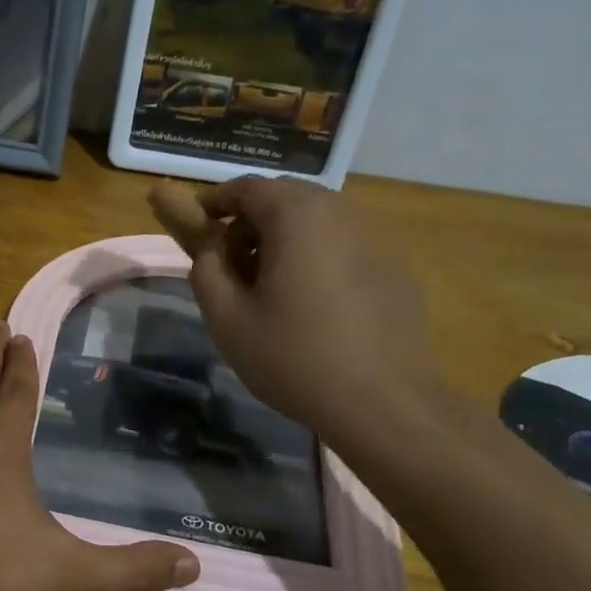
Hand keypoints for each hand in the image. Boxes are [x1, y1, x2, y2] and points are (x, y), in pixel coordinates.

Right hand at [186, 176, 444, 441]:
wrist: (384, 402)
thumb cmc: (294, 357)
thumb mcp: (228, 319)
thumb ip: (206, 270)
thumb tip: (210, 247)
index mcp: (296, 217)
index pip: (247, 187)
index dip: (215, 201)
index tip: (196, 221)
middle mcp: (339, 213)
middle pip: (285, 199)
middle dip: (250, 220)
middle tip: (229, 260)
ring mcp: (374, 239)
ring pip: (316, 222)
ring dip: (284, 239)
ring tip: (268, 286)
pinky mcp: (394, 268)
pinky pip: (342, 247)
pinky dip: (316, 258)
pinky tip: (311, 306)